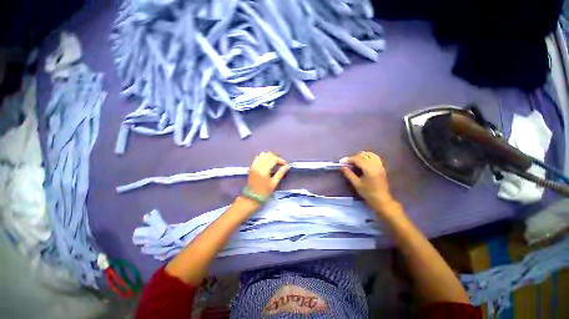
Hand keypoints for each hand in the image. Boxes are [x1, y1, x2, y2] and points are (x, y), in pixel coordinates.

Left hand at [247, 152, 289, 197]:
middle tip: (280, 164)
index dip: (280, 160)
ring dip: (269, 157)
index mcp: (264, 170)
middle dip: (276, 158)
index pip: (273, 159)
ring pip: (262, 155)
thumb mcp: (274, 183)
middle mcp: (258, 166)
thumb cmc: (264, 192)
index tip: (285, 164)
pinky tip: (266, 163)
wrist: (251, 197)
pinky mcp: (251, 167)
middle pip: (268, 155)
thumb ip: (280, 173)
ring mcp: (254, 165)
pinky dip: (263, 158)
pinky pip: (258, 158)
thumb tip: (287, 166)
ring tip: (274, 163)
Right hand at [341, 151, 398, 214]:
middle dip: (354, 157)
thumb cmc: (368, 193)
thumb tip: (342, 167)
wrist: (381, 199)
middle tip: (348, 163)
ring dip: (361, 156)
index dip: (349, 159)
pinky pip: (374, 157)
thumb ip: (349, 174)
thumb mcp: (356, 184)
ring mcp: (380, 165)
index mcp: (369, 169)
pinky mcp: (382, 167)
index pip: (357, 159)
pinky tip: (363, 161)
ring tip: (355, 162)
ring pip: (369, 154)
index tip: (342, 162)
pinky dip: (368, 157)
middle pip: (363, 155)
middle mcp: (375, 165)